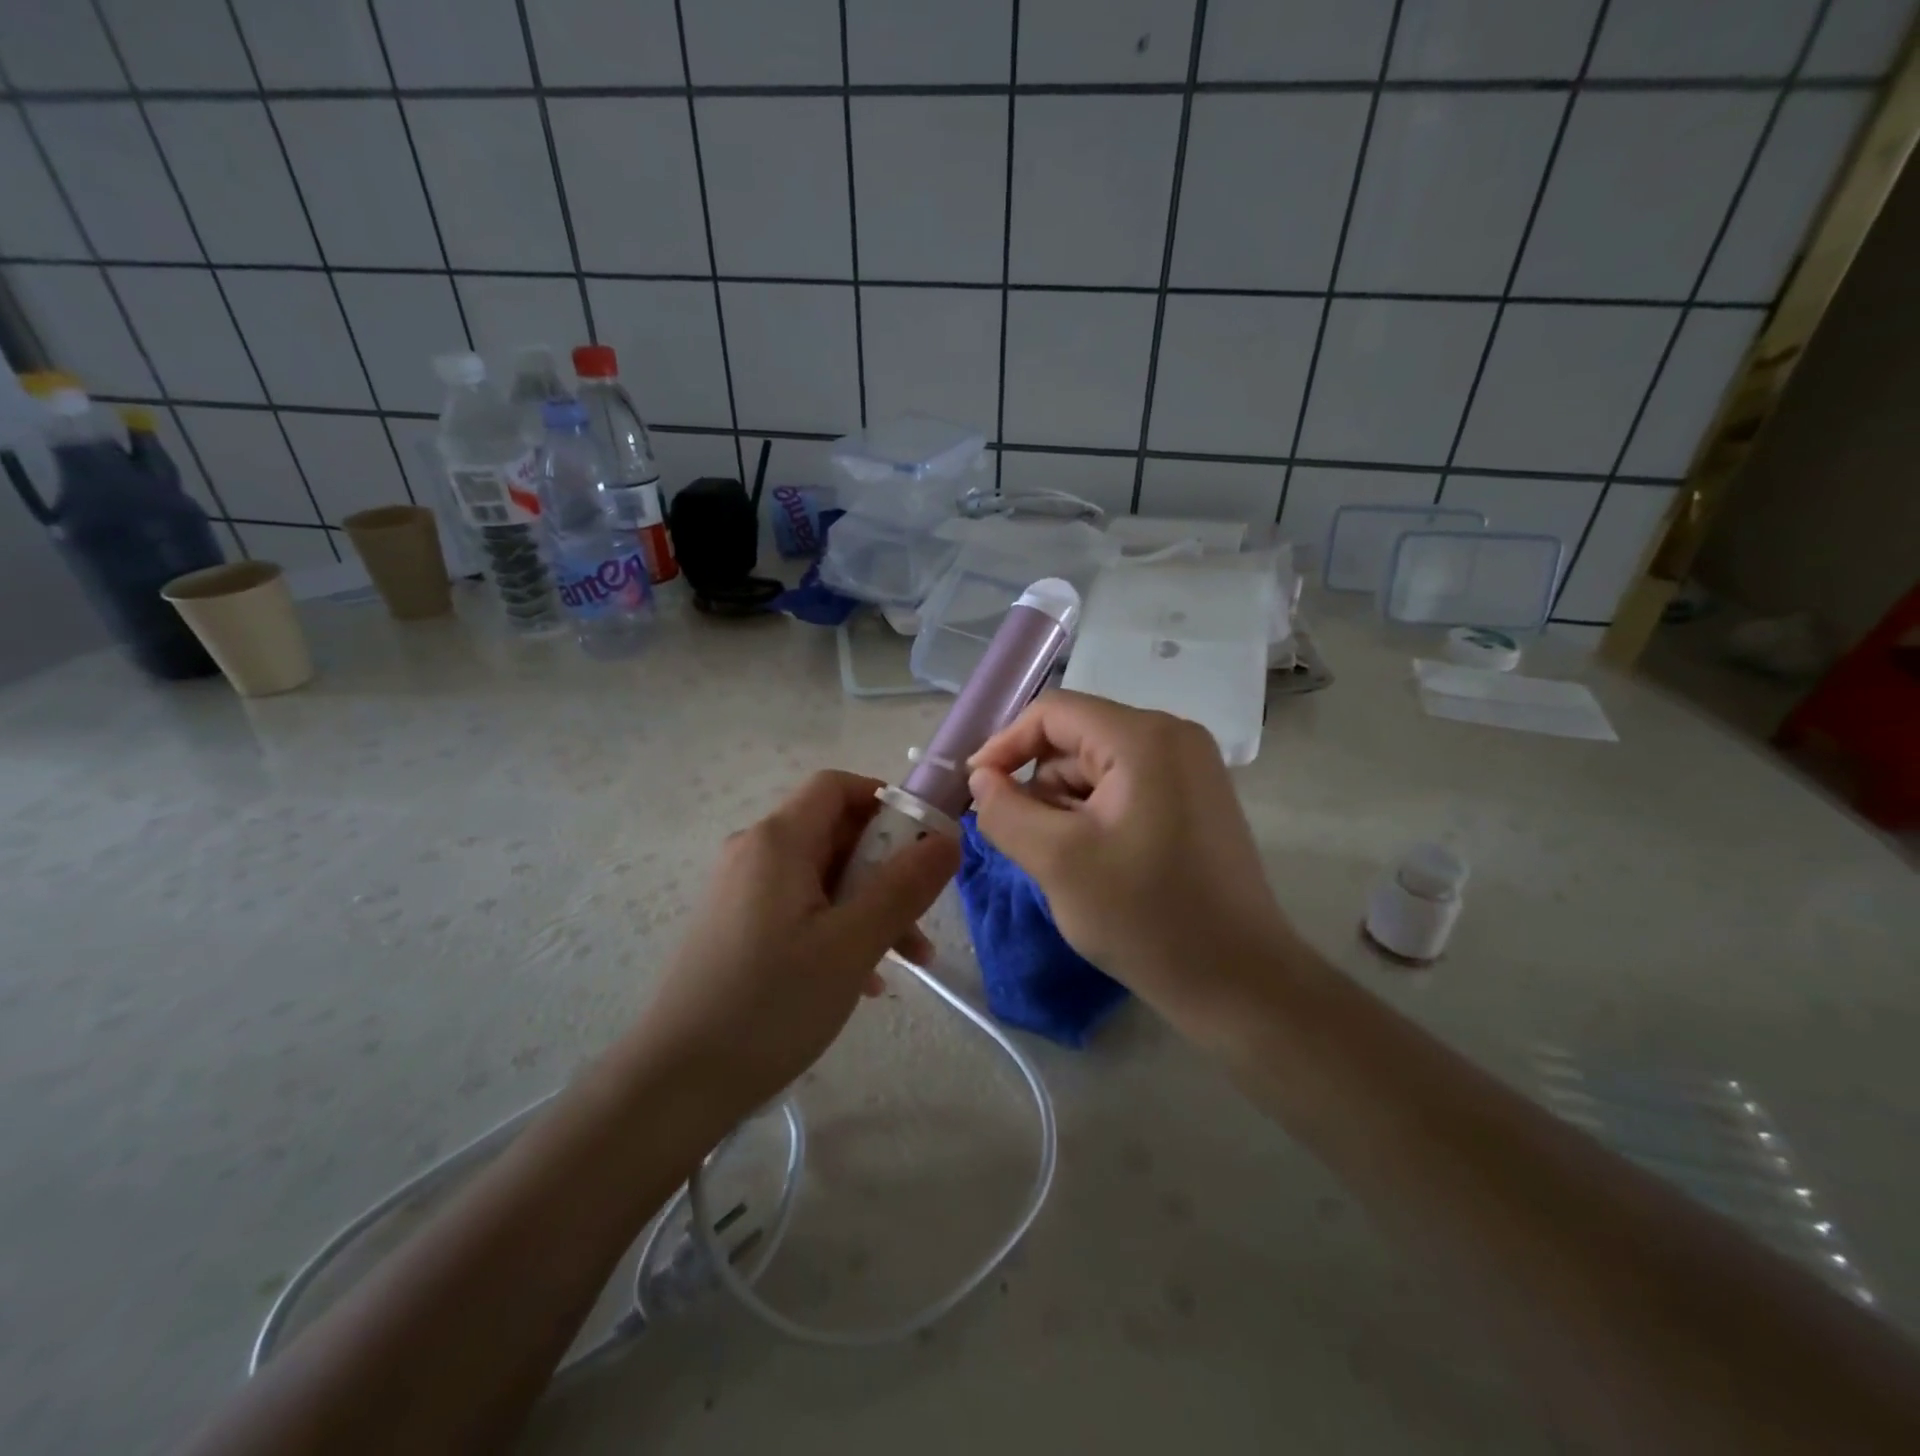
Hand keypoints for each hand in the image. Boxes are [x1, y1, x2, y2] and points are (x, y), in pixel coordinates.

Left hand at [634, 770, 958, 1117]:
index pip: (837, 786)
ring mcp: (741, 892)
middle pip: (834, 834)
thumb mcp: (853, 944)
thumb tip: (949, 838)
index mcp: (778, 841)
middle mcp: (754, 853)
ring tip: (908, 961)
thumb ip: (905, 886)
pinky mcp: (736, 928)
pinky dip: (838, 929)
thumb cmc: (771, 1004)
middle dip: (887, 867)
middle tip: (922, 916)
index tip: (924, 843)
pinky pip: (800, 909)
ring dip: (870, 906)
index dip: (886, 801)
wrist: (675, 1085)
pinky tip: (863, 981)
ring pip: (822, 877)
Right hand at [967, 691, 1299, 1025]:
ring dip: (1065, 805)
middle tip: (1023, 840)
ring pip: (1097, 767)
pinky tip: (1093, 862)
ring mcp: (1190, 769)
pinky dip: (1094, 816)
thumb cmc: (1145, 916)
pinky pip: (1124, 788)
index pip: (1053, 713)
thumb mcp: (1057, 861)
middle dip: (1039, 785)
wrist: (1238, 982)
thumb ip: (1005, 810)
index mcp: (1144, 738)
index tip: (976, 790)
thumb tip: (982, 777)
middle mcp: (1173, 737)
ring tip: (1063, 862)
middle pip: (1076, 739)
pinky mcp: (1195, 800)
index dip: (1005, 745)